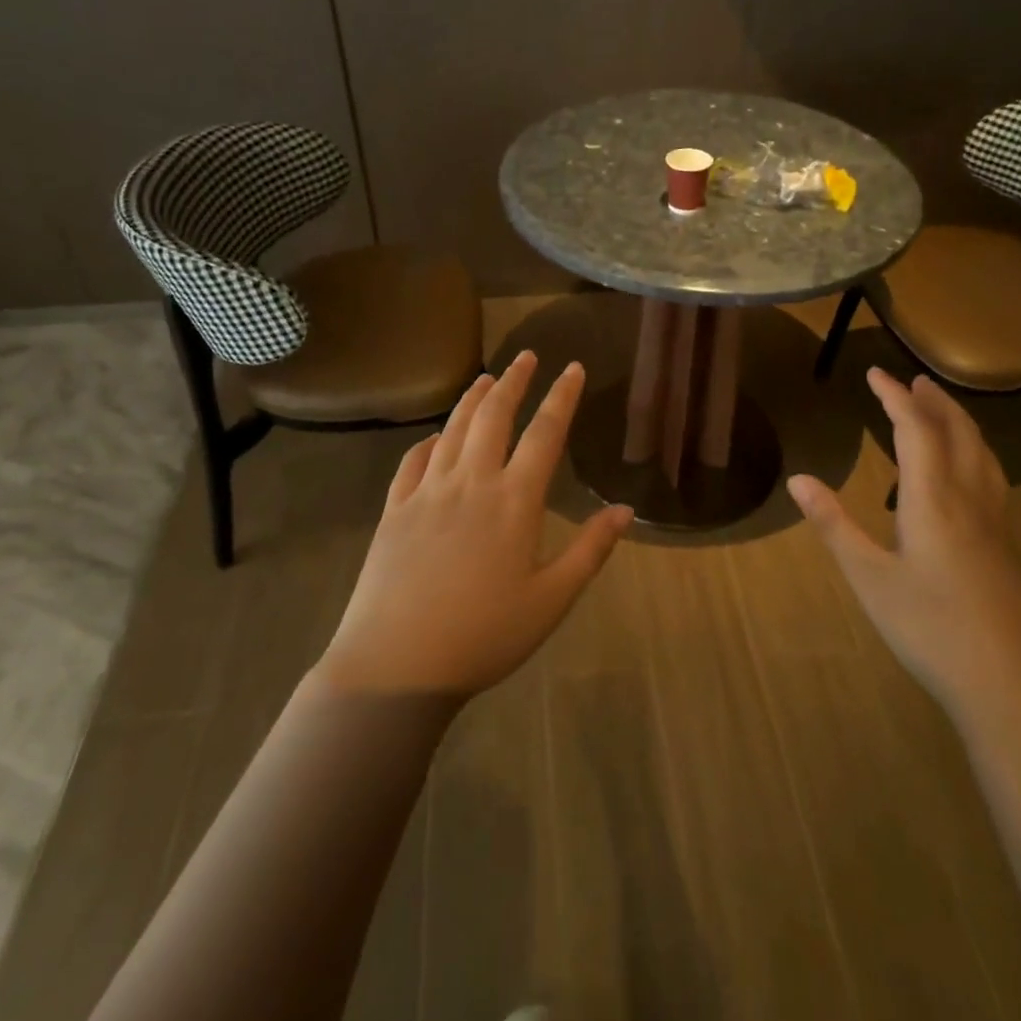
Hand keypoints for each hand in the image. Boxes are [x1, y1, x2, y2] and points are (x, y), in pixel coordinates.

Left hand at [315, 352, 632, 697]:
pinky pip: (413, 461)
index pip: (545, 433)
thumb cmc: (484, 636)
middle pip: (494, 415)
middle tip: (526, 356)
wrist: (396, 664)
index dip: (562, 396)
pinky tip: (434, 437)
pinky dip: (428, 441)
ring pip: (453, 429)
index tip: (572, 367)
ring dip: (472, 399)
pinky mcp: (394, 509)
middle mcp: (471, 482)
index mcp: (514, 500)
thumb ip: (590, 550)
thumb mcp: (551, 600)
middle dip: (514, 380)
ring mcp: (427, 492)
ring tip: (485, 377)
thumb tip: (626, 510)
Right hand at [787, 369, 1020, 718]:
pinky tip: (967, 473)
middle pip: (958, 434)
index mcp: (933, 501)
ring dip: (960, 423)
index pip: (916, 432)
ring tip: (941, 409)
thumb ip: (835, 525)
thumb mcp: (869, 578)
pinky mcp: (1007, 546)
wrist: (1013, 685)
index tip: (875, 373)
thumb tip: (798, 480)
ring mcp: (996, 524)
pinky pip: (991, 477)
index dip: (895, 398)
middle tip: (913, 380)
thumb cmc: (931, 628)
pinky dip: (974, 452)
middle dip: (934, 402)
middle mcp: (970, 500)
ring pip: (982, 454)